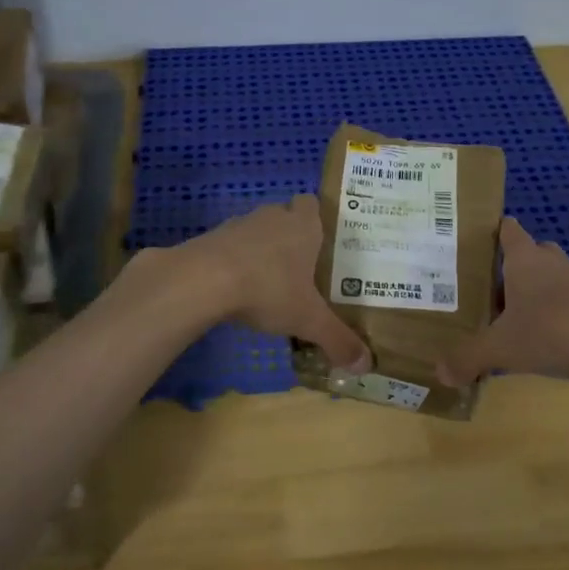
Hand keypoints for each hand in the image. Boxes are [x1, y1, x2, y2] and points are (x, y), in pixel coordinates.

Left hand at [175, 195, 370, 372]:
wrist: (203, 280)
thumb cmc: (268, 289)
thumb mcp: (308, 320)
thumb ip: (338, 340)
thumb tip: (365, 365)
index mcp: (302, 226)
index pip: (311, 204)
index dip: (316, 217)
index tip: (320, 241)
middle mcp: (272, 217)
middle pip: (284, 216)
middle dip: (290, 237)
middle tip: (299, 268)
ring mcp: (238, 225)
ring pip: (255, 231)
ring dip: (260, 249)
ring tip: (267, 282)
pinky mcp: (210, 239)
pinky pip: (229, 246)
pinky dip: (234, 262)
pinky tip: (235, 289)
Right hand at [436, 218, 568, 407]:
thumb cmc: (557, 331)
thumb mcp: (503, 348)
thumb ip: (468, 358)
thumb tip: (438, 372)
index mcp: (526, 259)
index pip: (507, 230)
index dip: (489, 231)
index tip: (465, 240)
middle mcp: (552, 266)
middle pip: (528, 256)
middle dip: (506, 269)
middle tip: (476, 288)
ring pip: (547, 285)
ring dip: (528, 298)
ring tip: (499, 321)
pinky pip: (564, 311)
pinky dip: (548, 322)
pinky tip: (532, 346)